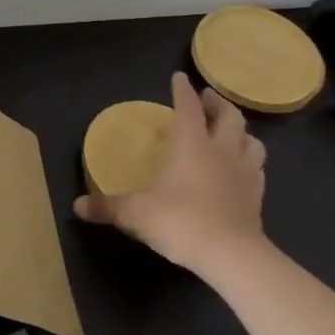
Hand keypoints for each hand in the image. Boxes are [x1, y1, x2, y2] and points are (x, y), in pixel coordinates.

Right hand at [73, 72, 267, 276]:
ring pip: (252, 141)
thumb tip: (77, 206)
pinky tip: (241, 169)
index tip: (179, 77)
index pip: (188, 107)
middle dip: (218, 103)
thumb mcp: (134, 213)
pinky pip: (257, 169)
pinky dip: (250, 162)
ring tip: (230, 132)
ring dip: (241, 132)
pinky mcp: (257, 197)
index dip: (183, 90)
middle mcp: (221, 151)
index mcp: (191, 144)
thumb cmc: (179, 221)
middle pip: (230, 116)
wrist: (231, 256)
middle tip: (208, 98)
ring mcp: (244, 174)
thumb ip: (106, 207)